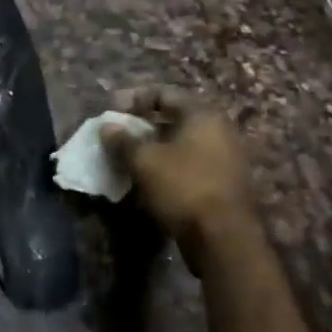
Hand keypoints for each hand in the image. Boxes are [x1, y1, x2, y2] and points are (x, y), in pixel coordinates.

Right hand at [101, 86, 253, 245]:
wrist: (223, 238)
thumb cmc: (183, 187)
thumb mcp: (144, 161)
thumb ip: (123, 140)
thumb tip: (107, 127)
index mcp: (203, 115)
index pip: (164, 93)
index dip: (135, 99)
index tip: (112, 111)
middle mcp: (218, 130)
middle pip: (174, 118)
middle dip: (143, 125)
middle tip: (118, 135)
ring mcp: (224, 158)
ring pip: (180, 143)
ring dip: (153, 148)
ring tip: (128, 158)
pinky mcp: (222, 183)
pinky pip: (188, 164)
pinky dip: (167, 166)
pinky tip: (148, 180)